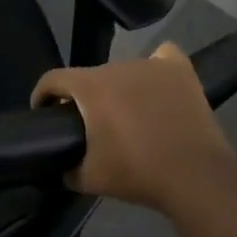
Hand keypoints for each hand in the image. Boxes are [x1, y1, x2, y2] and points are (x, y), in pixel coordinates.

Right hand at [32, 43, 236, 211]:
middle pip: (89, 76)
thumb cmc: (136, 173)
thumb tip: (61, 166)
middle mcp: (117, 66)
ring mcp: (151, 65)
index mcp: (90, 87)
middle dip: (84, 98)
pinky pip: (162, 58)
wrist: (194, 176)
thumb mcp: (88, 179)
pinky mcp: (180, 71)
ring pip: (123, 71)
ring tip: (129, 114)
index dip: (42, 95)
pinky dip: (156, 68)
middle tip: (92, 126)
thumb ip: (66, 168)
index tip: (44, 113)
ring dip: (118, 88)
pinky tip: (157, 85)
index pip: (53, 79)